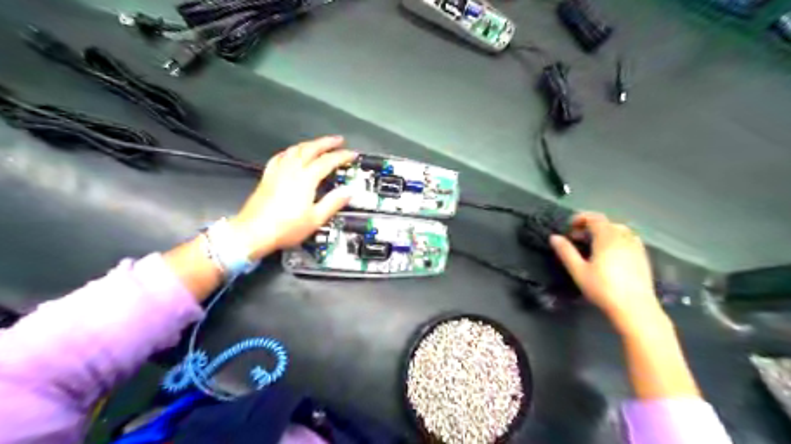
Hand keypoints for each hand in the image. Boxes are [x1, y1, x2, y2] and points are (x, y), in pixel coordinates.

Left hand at [231, 136, 356, 260]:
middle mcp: (292, 170)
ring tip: (319, 144)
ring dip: (309, 144)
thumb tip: (348, 192)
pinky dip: (290, 151)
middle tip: (338, 140)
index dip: (342, 156)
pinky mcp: (268, 176)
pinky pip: (280, 156)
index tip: (352, 154)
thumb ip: (333, 203)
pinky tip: (292, 153)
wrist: (254, 232)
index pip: (327, 161)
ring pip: (295, 149)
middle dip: (326, 142)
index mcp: (306, 178)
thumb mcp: (315, 219)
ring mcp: (278, 171)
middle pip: (310, 148)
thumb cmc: (286, 227)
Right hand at [551, 211, 664, 333]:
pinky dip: (616, 240)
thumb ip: (566, 252)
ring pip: (619, 231)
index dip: (581, 218)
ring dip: (604, 233)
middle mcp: (624, 237)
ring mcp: (636, 247)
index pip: (595, 217)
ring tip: (593, 246)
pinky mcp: (643, 257)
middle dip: (591, 226)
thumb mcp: (579, 271)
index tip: (569, 227)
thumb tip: (554, 237)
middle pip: (607, 223)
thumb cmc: (603, 289)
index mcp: (607, 237)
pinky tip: (610, 255)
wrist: (635, 308)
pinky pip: (628, 240)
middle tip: (578, 238)